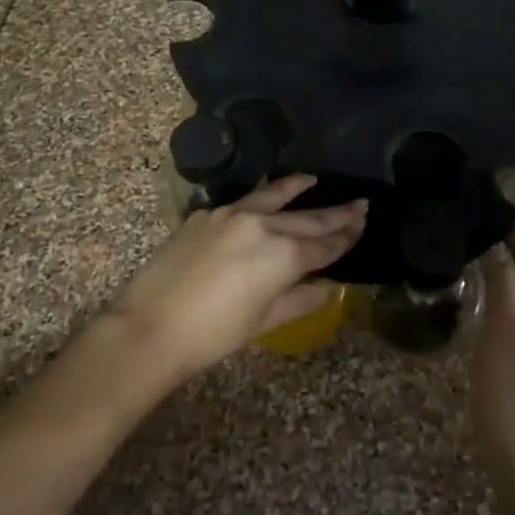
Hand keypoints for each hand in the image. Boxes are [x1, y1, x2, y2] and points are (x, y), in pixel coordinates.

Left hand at [110, 175, 366, 382]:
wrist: (150, 326)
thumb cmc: (213, 334)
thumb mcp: (265, 322)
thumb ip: (300, 299)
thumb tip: (327, 288)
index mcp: (283, 255)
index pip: (324, 244)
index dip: (346, 236)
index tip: (363, 223)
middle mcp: (263, 226)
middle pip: (308, 217)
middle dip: (336, 213)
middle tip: (360, 203)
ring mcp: (232, 215)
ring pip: (275, 196)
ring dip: (297, 188)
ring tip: (314, 180)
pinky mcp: (207, 215)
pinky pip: (244, 199)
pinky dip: (263, 195)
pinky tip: (266, 193)